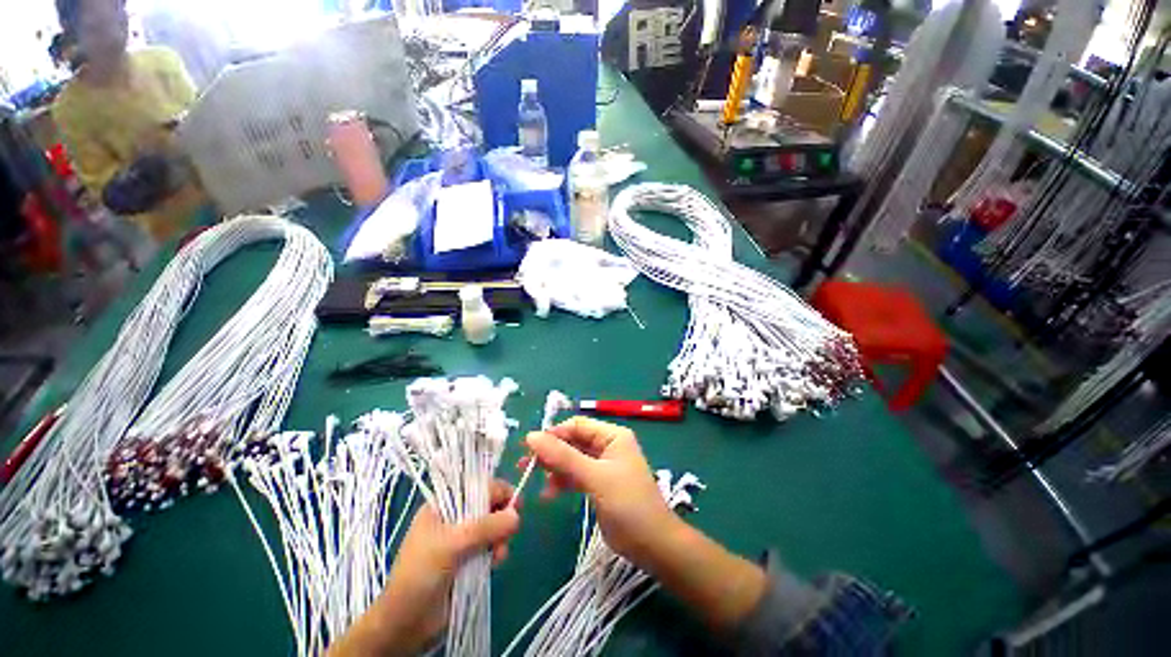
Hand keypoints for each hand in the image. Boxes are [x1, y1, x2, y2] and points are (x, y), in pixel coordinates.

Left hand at [327, 480, 520, 656]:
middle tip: (511, 529)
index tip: (517, 503)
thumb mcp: (452, 545)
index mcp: (442, 506)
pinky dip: (497, 551)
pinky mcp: (467, 560)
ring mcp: (460, 541)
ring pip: (491, 527)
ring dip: (500, 537)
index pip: (476, 488)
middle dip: (500, 517)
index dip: (497, 492)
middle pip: (486, 506)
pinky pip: (490, 547)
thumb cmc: (421, 575)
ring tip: (499, 553)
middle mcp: (453, 519)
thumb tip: (516, 515)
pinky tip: (496, 561)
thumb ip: (485, 527)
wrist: (405, 624)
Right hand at [522, 416, 677, 567]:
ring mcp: (602, 466)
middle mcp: (607, 446)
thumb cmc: (628, 504)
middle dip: (550, 452)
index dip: (554, 433)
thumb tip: (532, 436)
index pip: (577, 425)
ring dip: (553, 468)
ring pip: (572, 459)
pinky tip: (547, 494)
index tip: (529, 446)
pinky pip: (575, 476)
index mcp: (612, 436)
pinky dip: (561, 482)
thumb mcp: (595, 477)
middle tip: (524, 464)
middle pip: (573, 441)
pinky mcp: (598, 485)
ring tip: (531, 478)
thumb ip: (563, 457)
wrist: (653, 545)